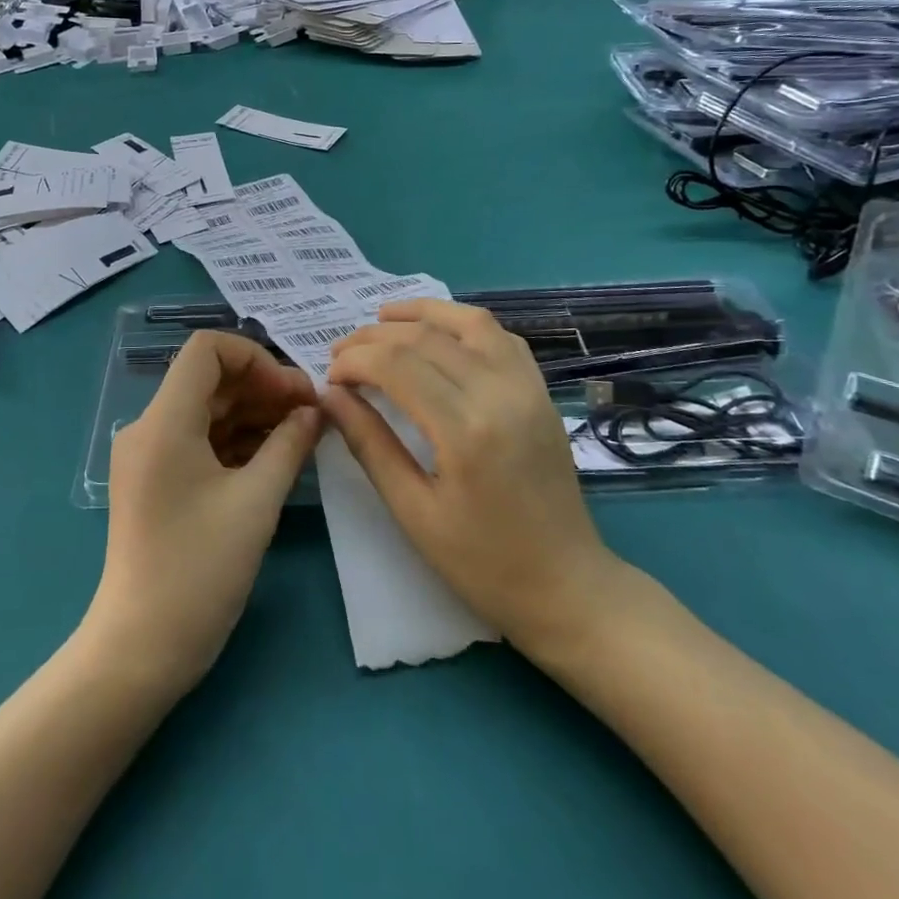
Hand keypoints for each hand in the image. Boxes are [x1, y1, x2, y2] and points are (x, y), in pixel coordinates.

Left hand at [85, 332, 321, 692]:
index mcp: (164, 421)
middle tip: (311, 414)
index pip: (207, 350)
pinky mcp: (155, 481)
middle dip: (263, 387)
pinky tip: (275, 456)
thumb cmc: (199, 571)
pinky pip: (199, 440)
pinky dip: (236, 440)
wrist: (140, 649)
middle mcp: (149, 427)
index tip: (293, 393)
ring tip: (302, 434)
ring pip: (207, 410)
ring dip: (254, 413)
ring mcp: (149, 455)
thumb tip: (314, 411)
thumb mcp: (256, 503)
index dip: (256, 358)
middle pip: (210, 379)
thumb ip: (289, 445)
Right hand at [323, 300, 626, 658]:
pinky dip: (463, 324)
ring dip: (421, 313)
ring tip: (382, 318)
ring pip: (468, 322)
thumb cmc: (483, 563)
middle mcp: (500, 394)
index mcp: (466, 431)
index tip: (330, 377)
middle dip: (374, 337)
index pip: (397, 365)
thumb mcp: (413, 512)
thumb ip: (370, 444)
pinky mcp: (541, 391)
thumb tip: (330, 396)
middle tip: (340, 353)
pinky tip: (438, 333)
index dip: (355, 361)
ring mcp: (528, 387)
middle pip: (425, 337)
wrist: (568, 586)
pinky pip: (501, 337)